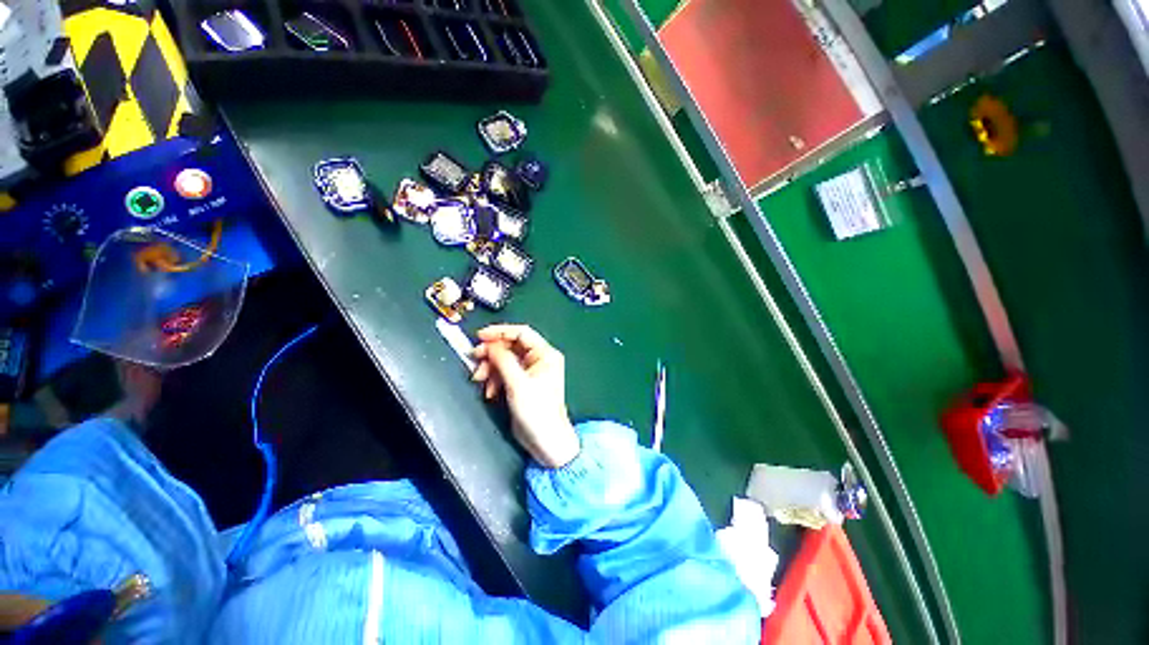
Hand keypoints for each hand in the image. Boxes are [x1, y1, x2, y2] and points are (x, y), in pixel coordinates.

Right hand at [471, 325, 579, 467]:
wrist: (545, 440)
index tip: (479, 336)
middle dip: (492, 353)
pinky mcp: (523, 383)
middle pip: (511, 346)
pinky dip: (495, 379)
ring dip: (490, 368)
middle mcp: (539, 359)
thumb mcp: (517, 383)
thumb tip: (489, 343)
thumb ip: (503, 360)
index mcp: (545, 354)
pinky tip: (490, 392)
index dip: (500, 332)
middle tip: (475, 359)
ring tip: (480, 380)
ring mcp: (531, 371)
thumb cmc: (536, 410)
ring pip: (505, 360)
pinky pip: (505, 373)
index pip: (521, 333)